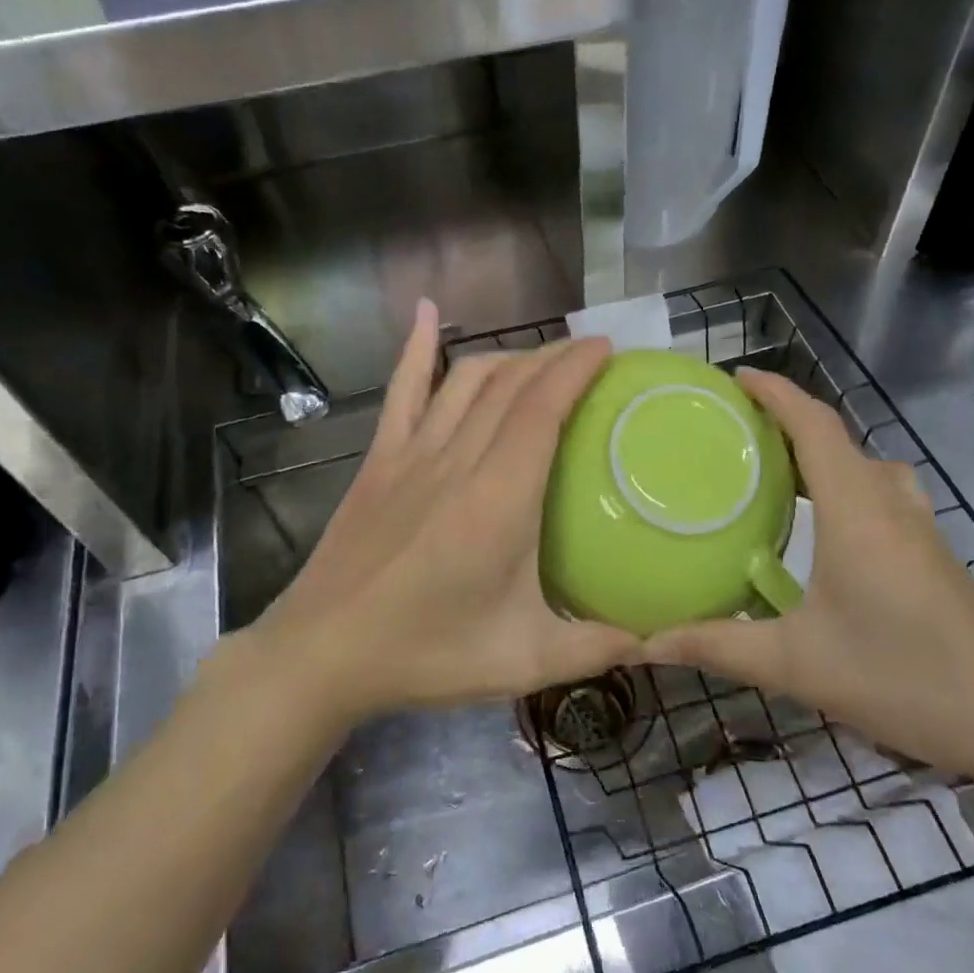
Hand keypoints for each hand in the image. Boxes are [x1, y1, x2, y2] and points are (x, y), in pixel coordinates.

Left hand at [224, 300, 636, 727]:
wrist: (321, 654)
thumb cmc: (425, 654)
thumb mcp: (521, 661)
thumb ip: (593, 649)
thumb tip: (653, 639)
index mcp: (498, 499)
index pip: (542, 409)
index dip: (575, 369)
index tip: (606, 348)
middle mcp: (456, 460)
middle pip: (510, 384)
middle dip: (554, 356)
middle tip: (589, 352)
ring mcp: (410, 454)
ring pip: (465, 380)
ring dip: (508, 356)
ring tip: (540, 357)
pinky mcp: (378, 460)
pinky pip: (401, 390)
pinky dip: (415, 348)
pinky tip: (425, 311)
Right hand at [640, 369, 973, 781]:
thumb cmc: (905, 679)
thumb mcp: (798, 665)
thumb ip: (719, 647)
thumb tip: (645, 643)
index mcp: (856, 512)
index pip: (815, 427)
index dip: (777, 393)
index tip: (736, 377)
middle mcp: (890, 507)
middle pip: (839, 440)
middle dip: (790, 421)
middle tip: (739, 430)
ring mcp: (921, 532)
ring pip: (867, 468)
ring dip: (824, 454)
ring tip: (780, 472)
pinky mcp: (935, 558)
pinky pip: (883, 497)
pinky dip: (847, 486)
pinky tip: (828, 531)